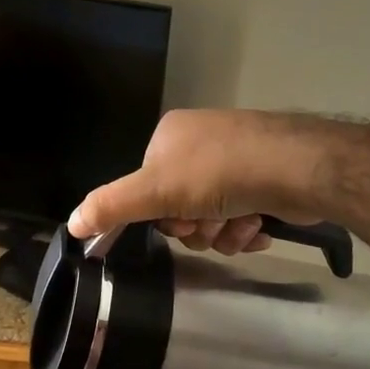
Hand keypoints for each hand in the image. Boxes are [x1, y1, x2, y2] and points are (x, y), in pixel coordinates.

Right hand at [68, 108, 339, 253]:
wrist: (297, 168)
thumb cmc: (220, 173)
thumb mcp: (157, 191)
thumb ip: (112, 206)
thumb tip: (72, 224)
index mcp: (171, 137)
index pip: (149, 189)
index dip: (163, 215)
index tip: (180, 222)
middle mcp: (201, 144)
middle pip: (180, 207)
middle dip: (197, 225)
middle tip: (212, 222)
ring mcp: (235, 159)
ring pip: (211, 217)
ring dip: (223, 231)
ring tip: (242, 224)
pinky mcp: (264, 179)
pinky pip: (240, 215)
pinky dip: (246, 229)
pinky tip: (259, 227)